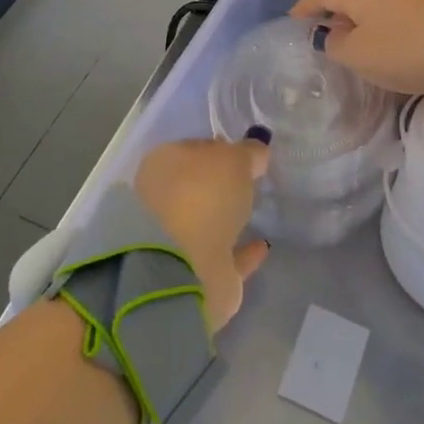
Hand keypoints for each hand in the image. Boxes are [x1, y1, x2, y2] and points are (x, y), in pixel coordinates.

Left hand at [133, 138, 271, 332]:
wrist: (184, 268)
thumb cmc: (203, 195)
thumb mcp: (234, 159)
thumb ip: (248, 152)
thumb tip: (256, 152)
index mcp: (161, 166)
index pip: (192, 149)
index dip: (218, 148)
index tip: (243, 153)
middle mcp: (161, 201)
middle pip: (196, 187)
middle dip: (219, 185)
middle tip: (250, 181)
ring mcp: (173, 240)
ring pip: (205, 222)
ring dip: (227, 218)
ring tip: (256, 212)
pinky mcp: (192, 274)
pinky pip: (222, 256)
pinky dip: (241, 252)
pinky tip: (262, 245)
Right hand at [289, 0, 423, 97]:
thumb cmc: (409, 51)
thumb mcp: (360, 55)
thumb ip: (336, 45)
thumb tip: (329, 35)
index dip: (304, 6)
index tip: (292, 22)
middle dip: (334, 18)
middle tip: (323, 43)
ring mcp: (417, 0)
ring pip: (378, 12)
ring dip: (363, 30)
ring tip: (356, 55)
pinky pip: (401, 23)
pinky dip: (387, 37)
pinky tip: (392, 58)